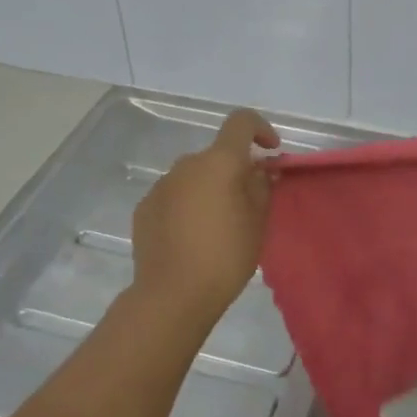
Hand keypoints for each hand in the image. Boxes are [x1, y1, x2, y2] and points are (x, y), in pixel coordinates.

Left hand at [129, 108, 279, 328]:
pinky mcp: (145, 208)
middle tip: (248, 203)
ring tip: (218, 225)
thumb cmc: (226, 255)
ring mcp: (162, 185)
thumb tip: (261, 170)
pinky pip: (174, 196)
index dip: (260, 129)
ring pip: (194, 176)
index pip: (241, 122)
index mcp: (219, 162)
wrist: (172, 295)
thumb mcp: (258, 222)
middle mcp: (187, 164)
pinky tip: (192, 237)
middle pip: (217, 155)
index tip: (271, 151)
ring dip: (209, 189)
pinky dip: (187, 206)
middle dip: (234, 170)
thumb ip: (262, 187)